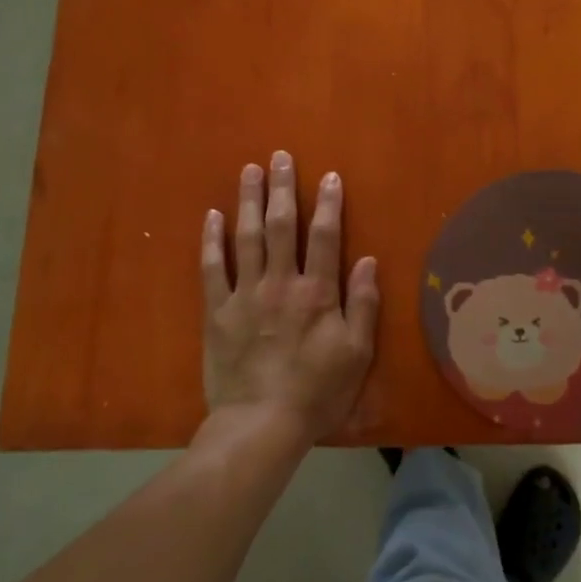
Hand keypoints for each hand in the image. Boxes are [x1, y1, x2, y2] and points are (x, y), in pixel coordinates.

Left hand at [201, 151, 378, 445]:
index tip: (329, 176)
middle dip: (282, 188)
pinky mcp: (217, 312)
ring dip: (248, 200)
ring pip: (246, 237)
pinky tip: (213, 216)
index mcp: (317, 292)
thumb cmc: (317, 391)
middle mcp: (280, 283)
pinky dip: (212, 240)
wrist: (260, 425)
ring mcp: (244, 295)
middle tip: (280, 156)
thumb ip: (364, 305)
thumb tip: (368, 261)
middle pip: (281, 226)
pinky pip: (212, 268)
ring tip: (249, 170)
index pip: (326, 236)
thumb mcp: (357, 353)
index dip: (329, 204)